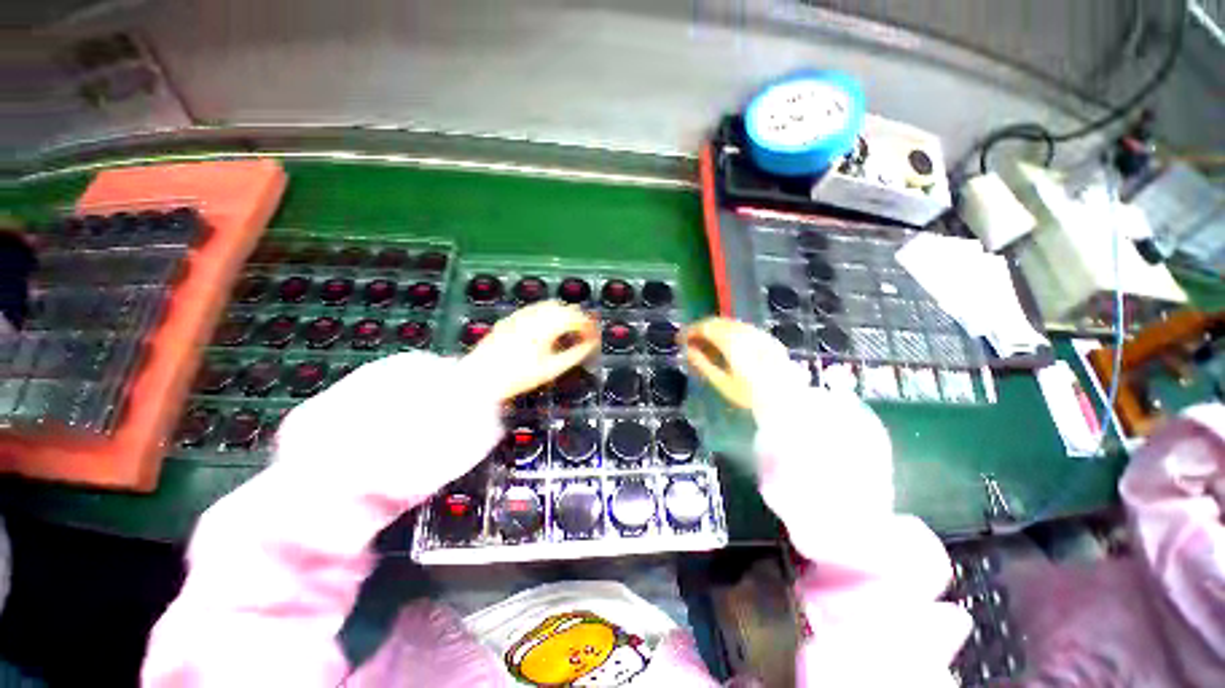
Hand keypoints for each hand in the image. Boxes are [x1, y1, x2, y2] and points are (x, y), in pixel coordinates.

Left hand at [463, 300, 598, 401]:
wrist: (481, 377)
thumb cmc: (518, 376)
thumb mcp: (551, 369)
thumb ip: (575, 355)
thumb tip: (590, 345)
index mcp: (547, 325)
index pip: (576, 317)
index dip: (589, 326)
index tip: (594, 336)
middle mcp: (535, 314)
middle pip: (564, 307)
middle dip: (578, 317)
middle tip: (584, 333)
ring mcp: (521, 314)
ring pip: (549, 305)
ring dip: (563, 313)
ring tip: (567, 331)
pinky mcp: (511, 318)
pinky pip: (535, 309)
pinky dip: (547, 314)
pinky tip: (546, 328)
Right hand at [682, 317, 808, 411]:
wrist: (787, 399)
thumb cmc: (751, 394)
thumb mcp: (722, 382)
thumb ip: (703, 364)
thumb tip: (688, 350)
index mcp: (731, 341)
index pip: (704, 327)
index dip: (689, 331)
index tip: (679, 340)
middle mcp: (744, 331)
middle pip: (716, 322)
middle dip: (700, 329)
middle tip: (690, 341)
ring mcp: (757, 333)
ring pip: (729, 323)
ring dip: (713, 329)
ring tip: (705, 344)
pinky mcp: (766, 338)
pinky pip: (741, 327)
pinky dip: (727, 332)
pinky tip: (725, 344)